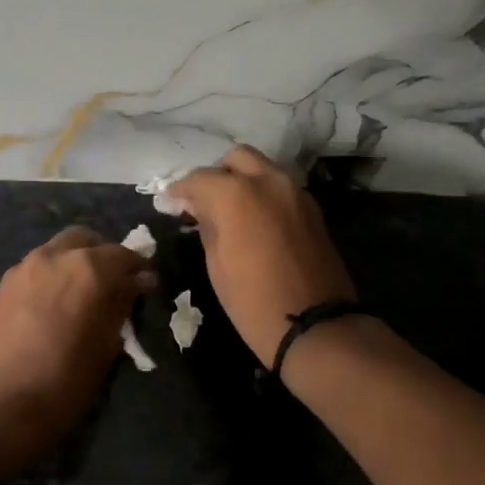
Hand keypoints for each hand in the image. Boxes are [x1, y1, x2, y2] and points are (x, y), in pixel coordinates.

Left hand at [0, 227, 153, 457]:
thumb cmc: (65, 380)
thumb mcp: (107, 346)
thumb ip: (122, 305)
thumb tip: (137, 282)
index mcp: (89, 268)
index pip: (124, 255)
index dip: (138, 269)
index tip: (145, 286)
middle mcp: (56, 256)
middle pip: (86, 240)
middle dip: (103, 255)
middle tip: (112, 283)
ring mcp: (25, 266)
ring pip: (58, 249)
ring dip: (75, 262)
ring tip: (81, 294)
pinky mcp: (4, 283)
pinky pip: (37, 267)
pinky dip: (52, 275)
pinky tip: (54, 303)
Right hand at [164, 145, 356, 368]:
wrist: (314, 326)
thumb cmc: (253, 300)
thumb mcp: (217, 264)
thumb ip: (207, 224)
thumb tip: (199, 207)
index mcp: (237, 193)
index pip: (200, 178)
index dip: (181, 189)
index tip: (170, 201)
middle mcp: (269, 181)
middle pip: (236, 158)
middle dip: (217, 174)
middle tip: (203, 200)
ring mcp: (295, 192)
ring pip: (263, 168)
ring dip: (243, 180)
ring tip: (229, 208)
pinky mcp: (312, 209)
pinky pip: (281, 187)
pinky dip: (264, 193)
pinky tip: (254, 218)